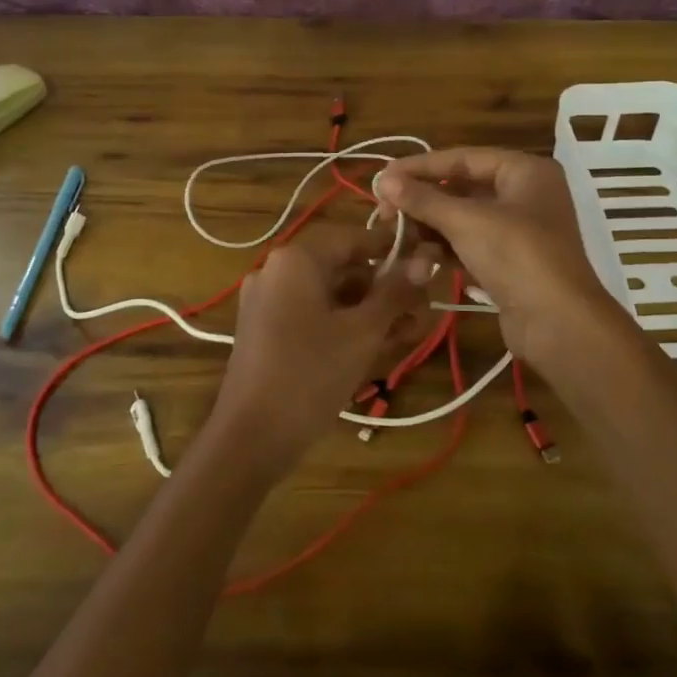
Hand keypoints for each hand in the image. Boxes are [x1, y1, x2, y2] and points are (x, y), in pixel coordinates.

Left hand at [206, 226, 436, 478]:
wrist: (250, 438)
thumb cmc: (310, 374)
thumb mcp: (362, 332)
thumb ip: (395, 293)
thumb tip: (425, 261)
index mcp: (296, 259)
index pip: (353, 238)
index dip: (391, 249)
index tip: (426, 264)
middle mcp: (277, 271)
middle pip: (342, 268)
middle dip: (384, 288)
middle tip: (422, 311)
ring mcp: (267, 302)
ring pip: (330, 295)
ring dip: (369, 310)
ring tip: (408, 333)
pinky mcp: (265, 331)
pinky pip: (312, 315)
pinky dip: (343, 325)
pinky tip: (377, 346)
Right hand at [374, 148, 623, 375]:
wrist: (559, 325)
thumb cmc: (517, 256)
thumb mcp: (466, 222)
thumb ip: (423, 199)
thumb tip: (383, 179)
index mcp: (524, 171)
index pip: (463, 158)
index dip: (420, 167)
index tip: (383, 177)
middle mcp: (524, 194)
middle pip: (461, 189)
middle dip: (421, 203)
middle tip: (384, 214)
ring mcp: (518, 231)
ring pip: (462, 220)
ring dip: (428, 232)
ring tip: (397, 245)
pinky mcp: (509, 263)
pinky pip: (469, 246)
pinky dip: (444, 252)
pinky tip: (419, 265)